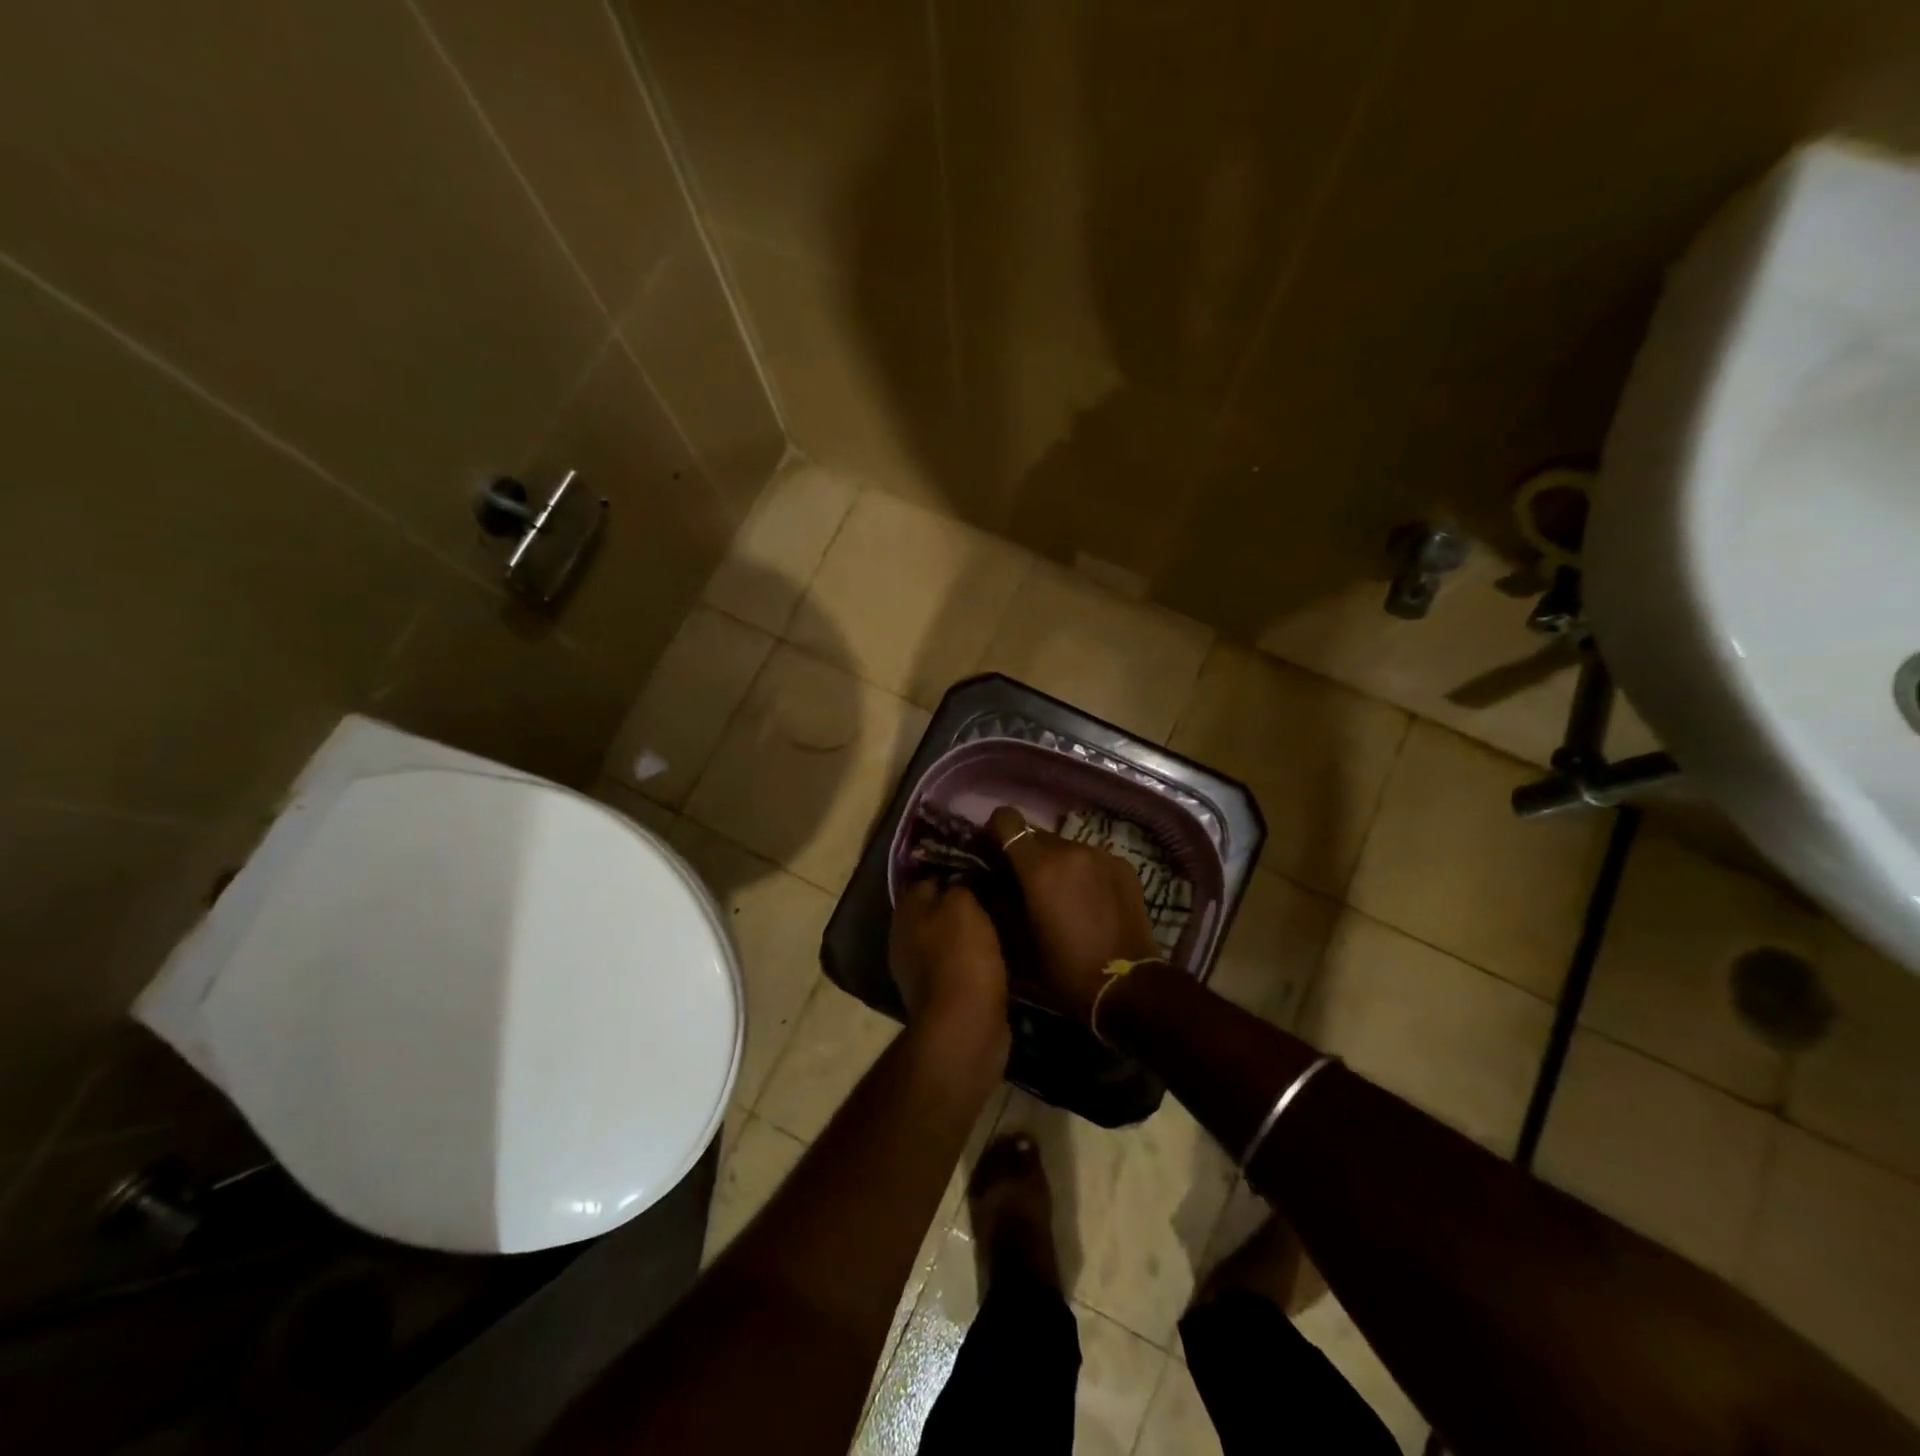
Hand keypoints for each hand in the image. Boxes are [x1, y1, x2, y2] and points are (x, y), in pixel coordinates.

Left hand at [889, 880, 1010, 1060]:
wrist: (964, 1027)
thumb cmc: (962, 957)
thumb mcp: (963, 905)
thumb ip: (959, 884)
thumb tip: (960, 877)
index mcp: (906, 911)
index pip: (929, 876)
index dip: (956, 868)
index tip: (986, 864)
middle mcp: (905, 937)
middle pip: (937, 908)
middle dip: (964, 900)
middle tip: (999, 890)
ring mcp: (919, 969)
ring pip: (949, 936)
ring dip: (971, 930)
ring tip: (1004, 918)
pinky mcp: (940, 994)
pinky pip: (959, 963)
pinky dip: (976, 957)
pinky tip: (1000, 951)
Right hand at [989, 806, 1159, 1025]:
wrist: (1127, 986)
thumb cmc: (1065, 970)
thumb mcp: (1019, 941)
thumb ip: (1000, 902)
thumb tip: (988, 883)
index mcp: (1039, 867)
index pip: (1006, 820)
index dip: (996, 832)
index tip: (995, 853)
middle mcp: (1070, 849)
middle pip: (1036, 835)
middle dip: (1027, 855)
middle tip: (1027, 885)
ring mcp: (1101, 855)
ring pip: (1065, 847)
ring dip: (1057, 864)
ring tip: (1062, 897)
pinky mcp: (1123, 865)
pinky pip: (1091, 859)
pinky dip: (1084, 872)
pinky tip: (1090, 902)